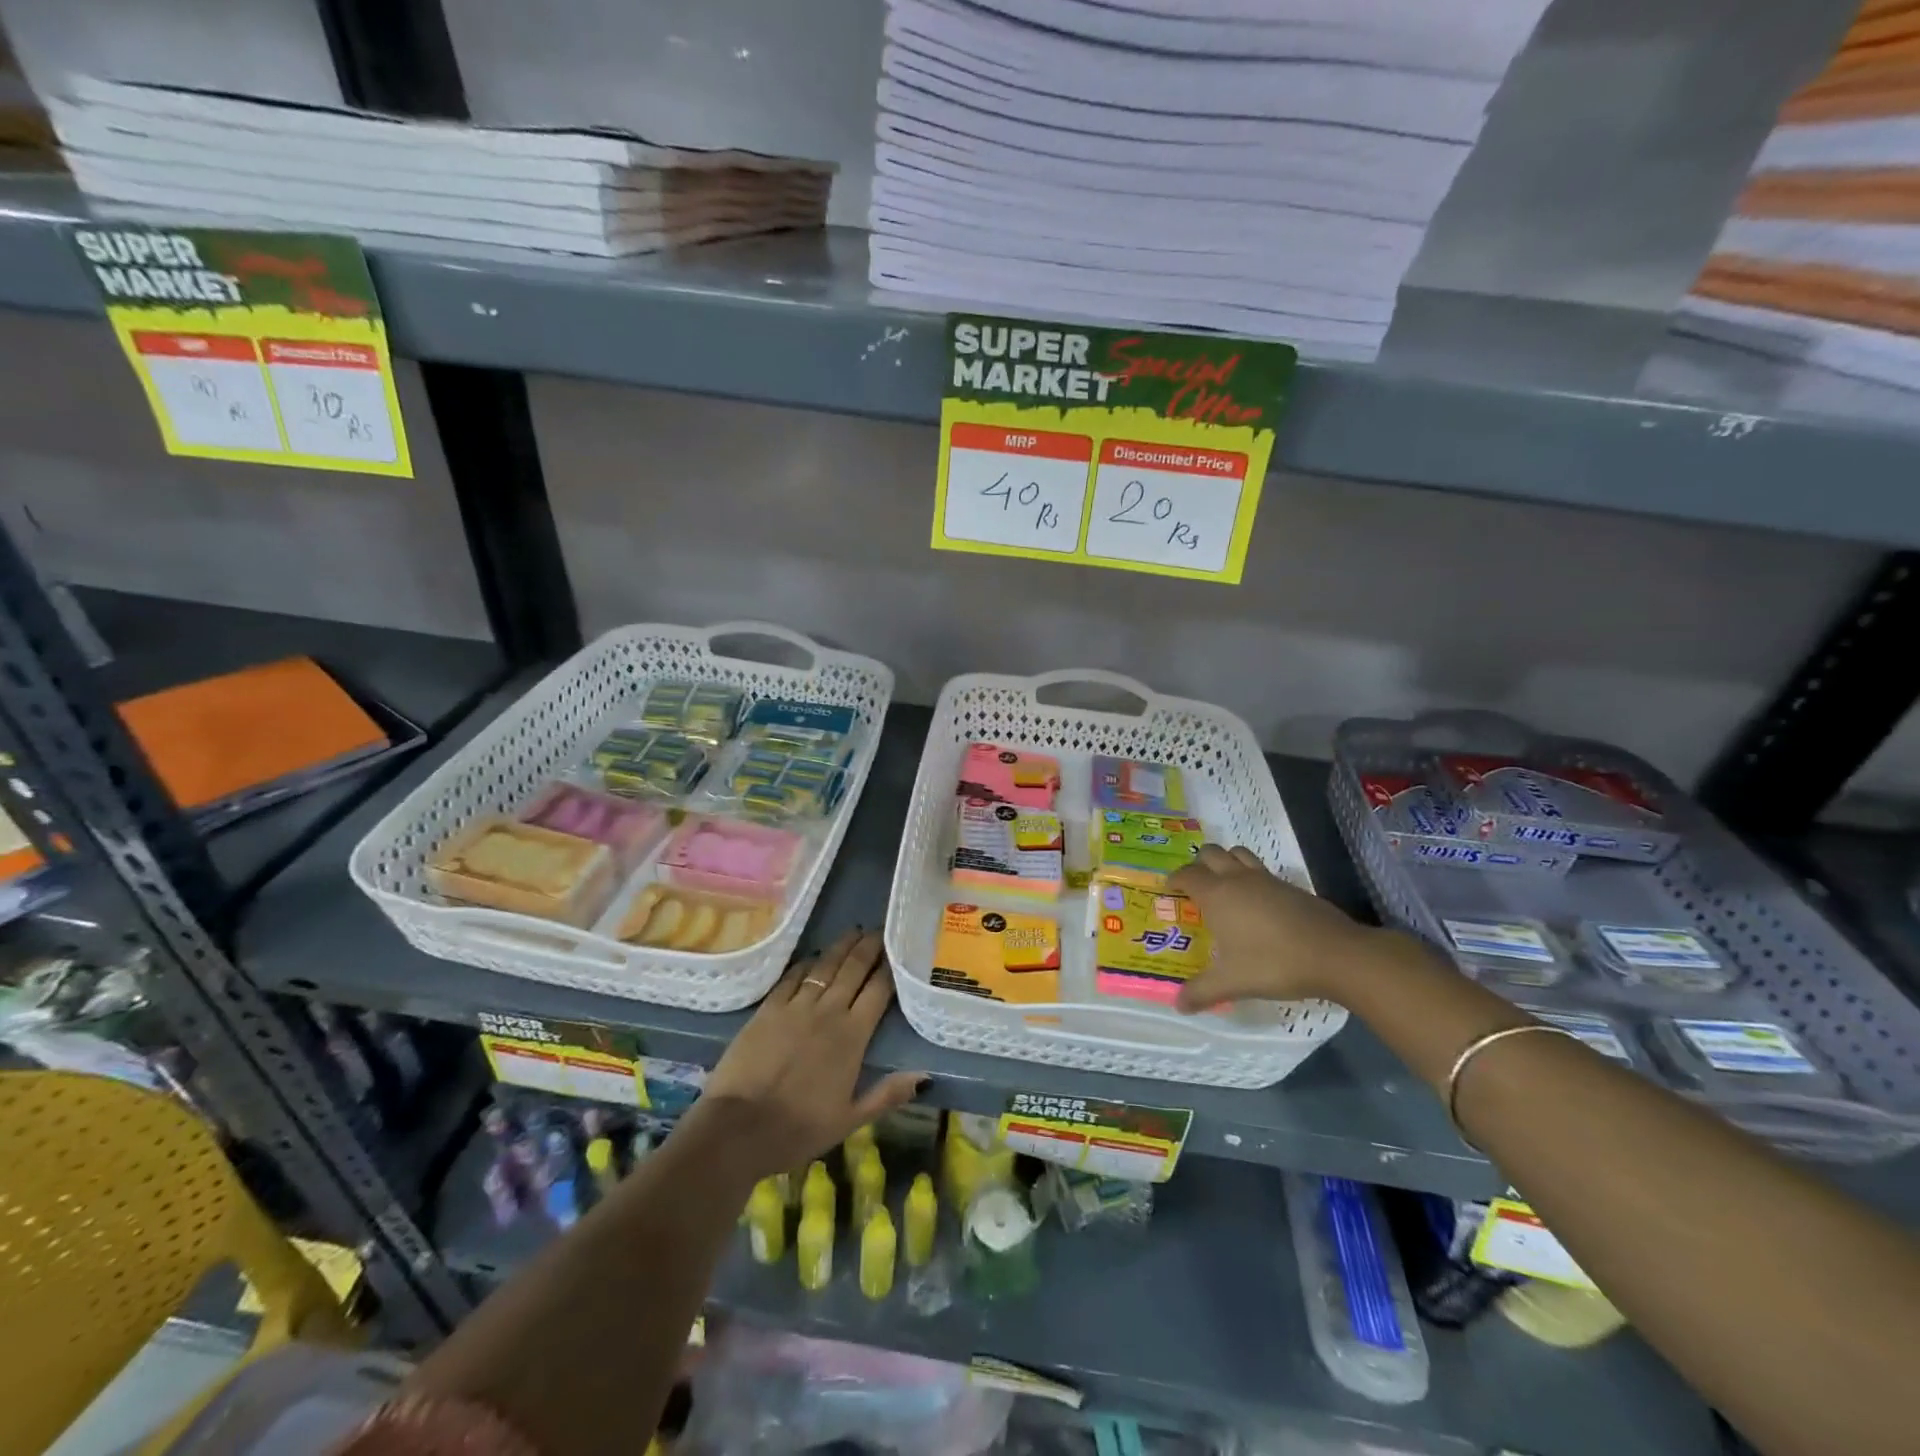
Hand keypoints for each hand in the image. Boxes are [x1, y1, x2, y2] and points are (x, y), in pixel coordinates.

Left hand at [699, 929, 925, 1176]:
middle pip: (853, 970)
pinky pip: (792, 977)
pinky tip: (813, 956)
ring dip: (841, 947)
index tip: (897, 950)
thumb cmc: (798, 1129)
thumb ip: (887, 1094)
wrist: (738, 1128)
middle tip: (878, 929)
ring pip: (824, 967)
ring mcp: (796, 1007)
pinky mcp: (768, 1008)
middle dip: (868, 947)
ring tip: (853, 932)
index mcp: (853, 1036)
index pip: (878, 991)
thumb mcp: (850, 1120)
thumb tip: (924, 1075)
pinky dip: (806, 963)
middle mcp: (828, 1012)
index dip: (889, 968)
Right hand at [1169, 845, 1384, 1011]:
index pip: (1187, 875)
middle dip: (1199, 864)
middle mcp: (1238, 879)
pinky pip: (1262, 870)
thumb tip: (1178, 1005)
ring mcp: (1267, 879)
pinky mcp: (1291, 886)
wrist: (1335, 954)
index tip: (1169, 889)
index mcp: (1217, 895)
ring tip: (1224, 885)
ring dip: (1226, 862)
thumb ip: (1202, 992)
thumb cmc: (1273, 963)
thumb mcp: (1232, 982)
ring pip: (1239, 854)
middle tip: (1195, 886)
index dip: (1174, 879)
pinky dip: (1252, 877)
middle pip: (1211, 853)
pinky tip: (1258, 903)